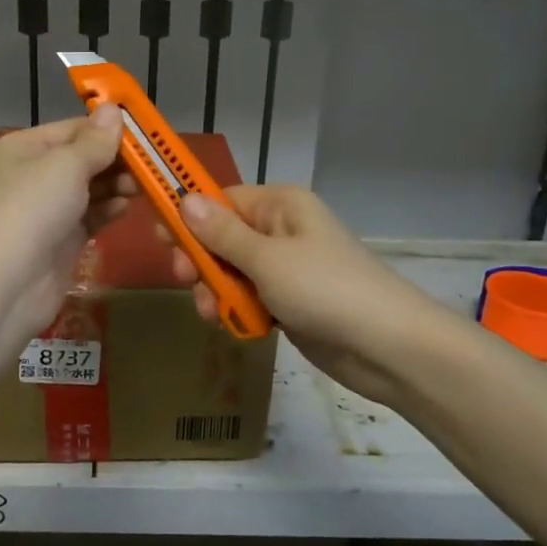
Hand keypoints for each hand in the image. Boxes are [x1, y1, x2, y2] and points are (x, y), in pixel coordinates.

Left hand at [0, 107, 134, 343]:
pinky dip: (108, 210)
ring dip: (115, 185)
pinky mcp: (58, 241)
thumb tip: (114, 109)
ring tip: (144, 186)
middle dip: (115, 160)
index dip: (106, 129)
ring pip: (87, 189)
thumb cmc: (31, 209)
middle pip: (80, 159)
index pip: (71, 128)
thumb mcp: (65, 165)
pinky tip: (128, 207)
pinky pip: (88, 217)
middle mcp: (29, 176)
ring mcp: (43, 211)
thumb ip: (96, 141)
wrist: (5, 284)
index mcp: (21, 148)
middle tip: (151, 164)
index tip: (145, 133)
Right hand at [170, 186, 435, 410]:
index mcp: (280, 206)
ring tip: (213, 314)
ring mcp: (287, 268)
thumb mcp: (266, 259)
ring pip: (232, 271)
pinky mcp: (290, 301)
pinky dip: (238, 310)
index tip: (159, 239)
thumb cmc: (325, 290)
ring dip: (216, 290)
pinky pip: (250, 297)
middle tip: (184, 282)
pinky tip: (233, 326)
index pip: (221, 200)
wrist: (387, 347)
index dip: (188, 217)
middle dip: (201, 261)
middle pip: (222, 237)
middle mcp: (282, 230)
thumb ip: (221, 233)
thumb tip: (183, 198)